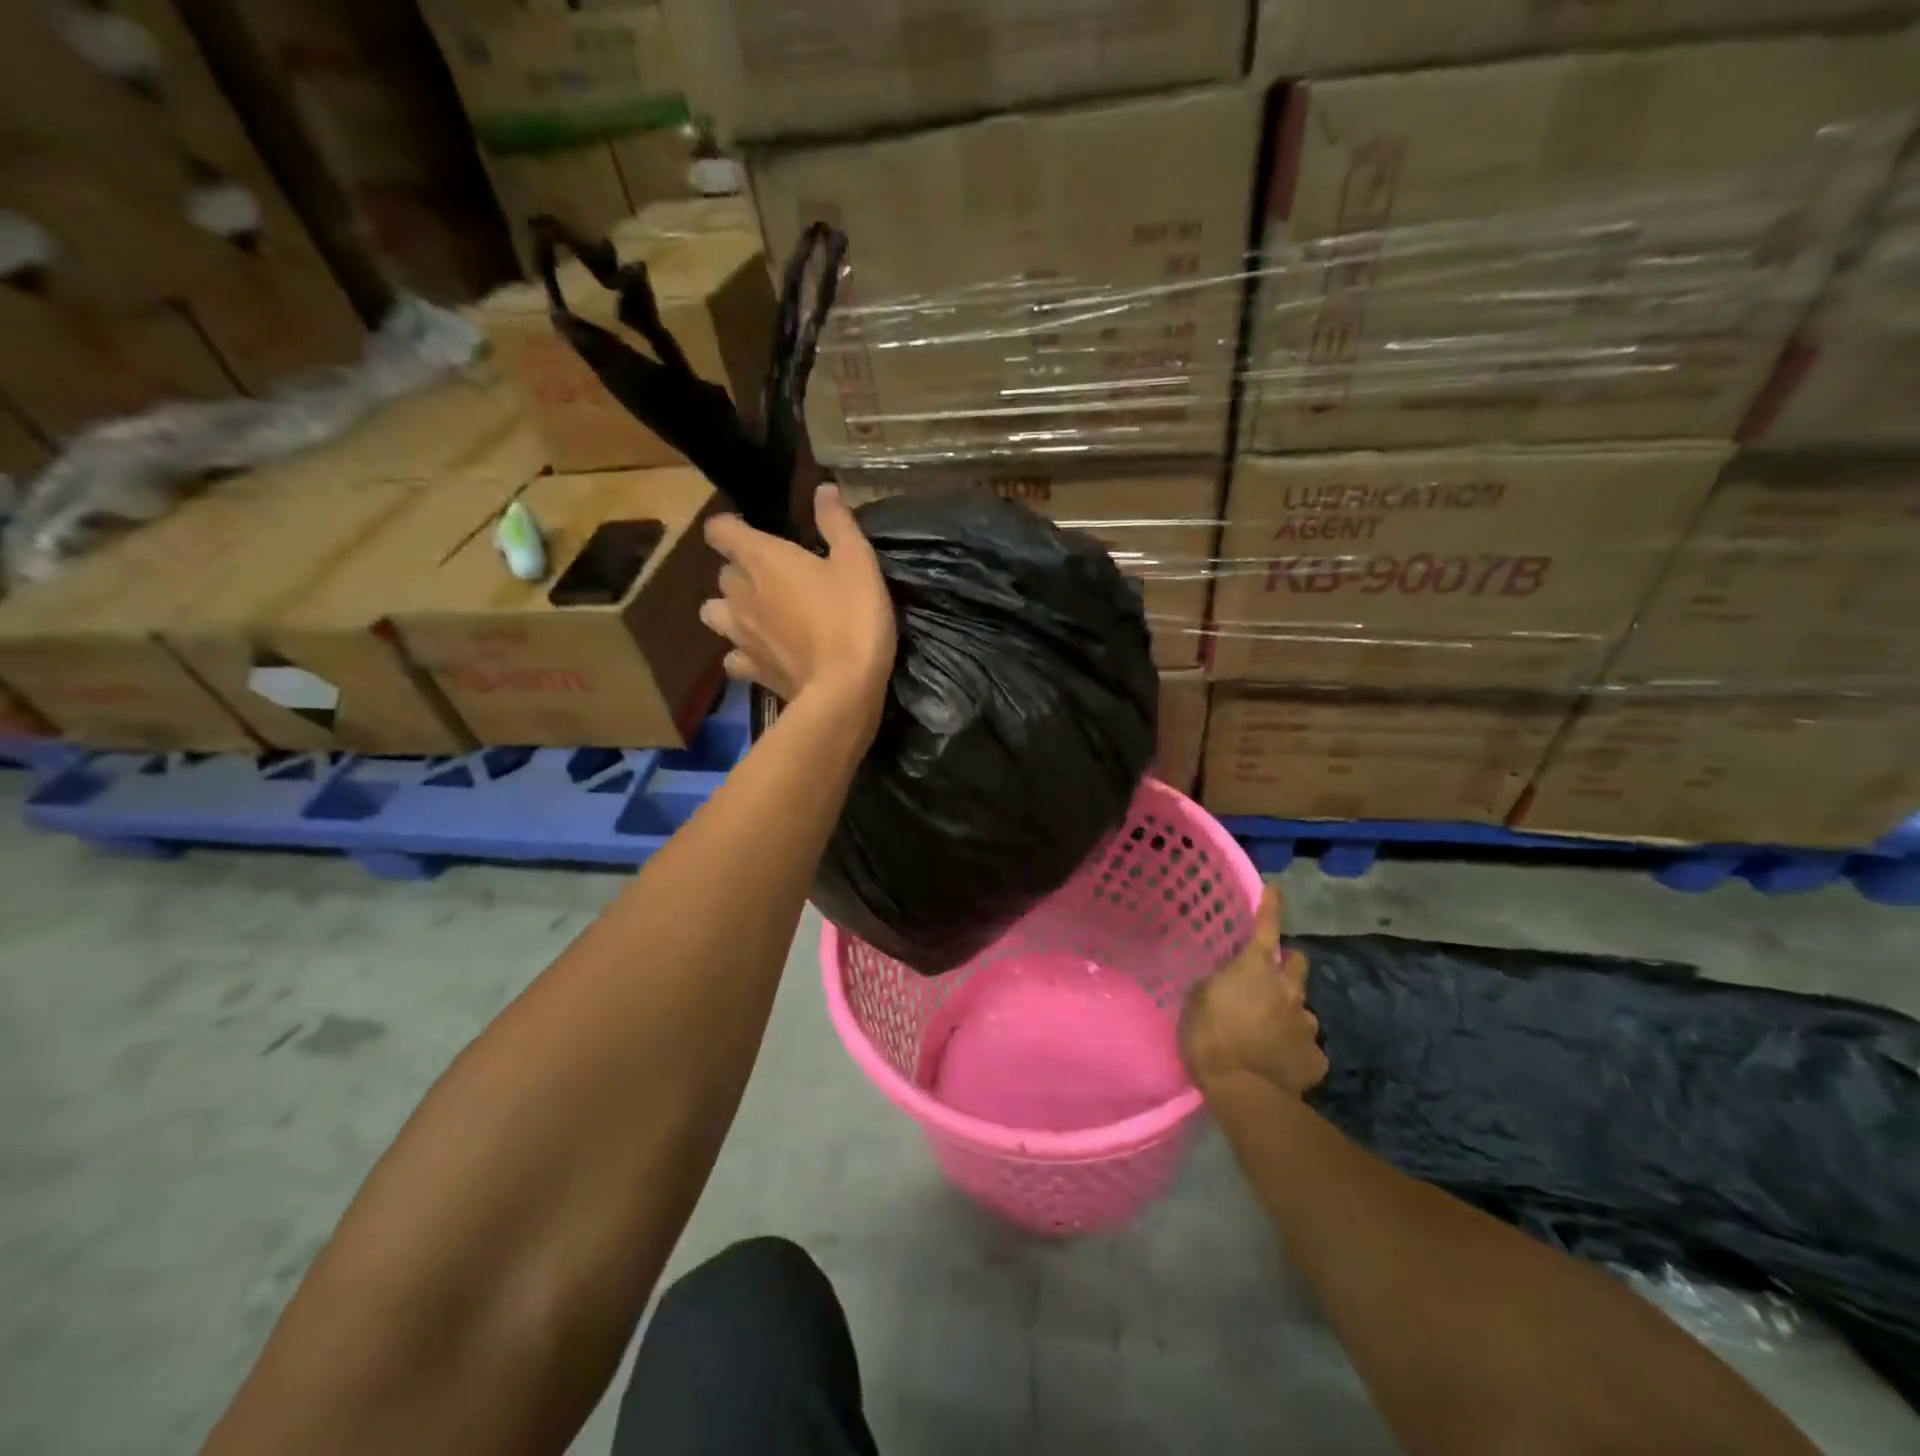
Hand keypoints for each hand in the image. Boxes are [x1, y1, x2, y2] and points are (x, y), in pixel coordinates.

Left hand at [700, 484, 896, 717]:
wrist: (844, 688)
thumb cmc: (852, 616)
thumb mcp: (858, 561)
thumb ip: (837, 522)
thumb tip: (823, 488)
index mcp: (762, 558)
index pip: (720, 530)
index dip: (731, 527)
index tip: (751, 531)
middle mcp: (740, 592)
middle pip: (722, 572)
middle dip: (740, 571)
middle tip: (773, 577)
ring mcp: (739, 634)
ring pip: (715, 613)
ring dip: (730, 610)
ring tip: (757, 615)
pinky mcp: (749, 669)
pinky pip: (732, 656)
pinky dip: (742, 653)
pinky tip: (763, 653)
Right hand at [1180, 884, 1327, 1097]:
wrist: (1244, 1092)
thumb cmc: (1210, 1037)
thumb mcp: (1197, 1000)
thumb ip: (1216, 985)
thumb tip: (1225, 984)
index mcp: (1257, 969)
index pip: (1267, 927)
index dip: (1271, 906)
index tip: (1276, 889)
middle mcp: (1289, 990)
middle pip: (1299, 964)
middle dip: (1288, 967)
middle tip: (1269, 981)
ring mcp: (1307, 1025)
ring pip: (1302, 1010)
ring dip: (1287, 1014)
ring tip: (1266, 1035)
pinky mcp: (1317, 1059)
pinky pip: (1306, 1048)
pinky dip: (1294, 1051)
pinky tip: (1278, 1063)